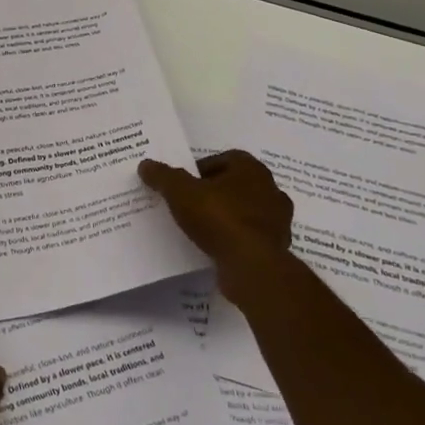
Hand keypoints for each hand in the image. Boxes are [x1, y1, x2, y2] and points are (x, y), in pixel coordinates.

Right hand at [139, 151, 297, 309]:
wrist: (252, 265)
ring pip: (245, 211)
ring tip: (200, 227)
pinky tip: (216, 246)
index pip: (225, 158)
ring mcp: (278, 220)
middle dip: (214, 191)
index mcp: (251, 169)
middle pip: (235, 184)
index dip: (202, 168)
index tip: (184, 183)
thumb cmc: (218, 218)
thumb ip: (163, 176)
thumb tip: (146, 164)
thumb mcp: (180, 192)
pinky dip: (235, 238)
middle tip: (189, 203)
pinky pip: (250, 236)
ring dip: (226, 215)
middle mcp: (270, 189)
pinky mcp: (277, 247)